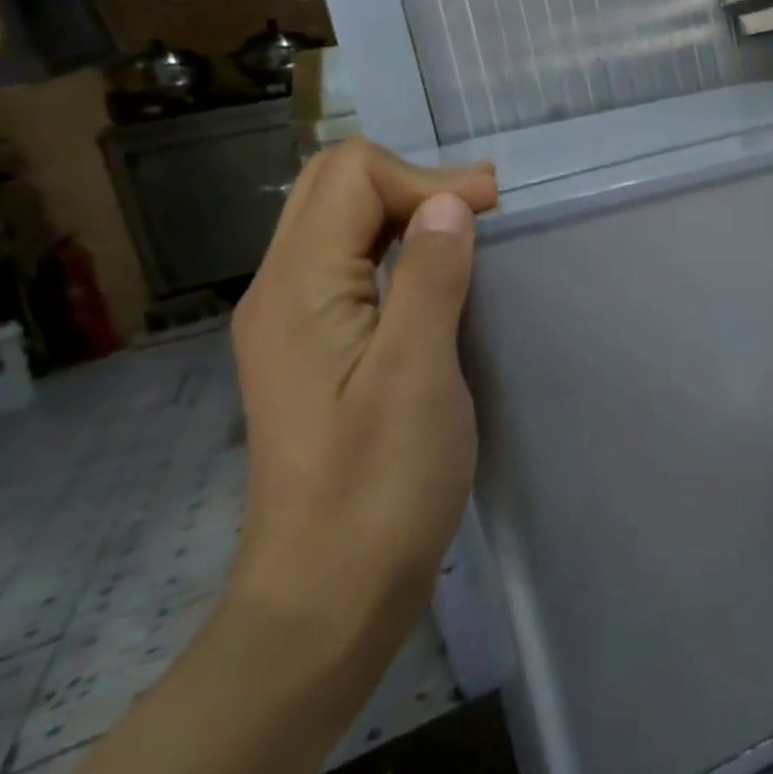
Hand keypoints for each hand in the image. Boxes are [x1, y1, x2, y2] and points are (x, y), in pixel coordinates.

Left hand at [228, 138, 497, 661]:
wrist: (326, 597)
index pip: (352, 176)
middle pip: (335, 187)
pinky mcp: (311, 350)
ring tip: (473, 227)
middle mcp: (279, 291)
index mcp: (297, 289)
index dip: (427, 178)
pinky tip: (437, 274)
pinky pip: (347, 266)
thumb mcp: (416, 377)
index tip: (493, 211)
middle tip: (487, 208)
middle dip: (415, 181)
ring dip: (406, 210)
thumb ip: (429, 279)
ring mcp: (289, 322)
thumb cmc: (379, 489)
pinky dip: (396, 247)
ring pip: (339, 223)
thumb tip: (449, 203)